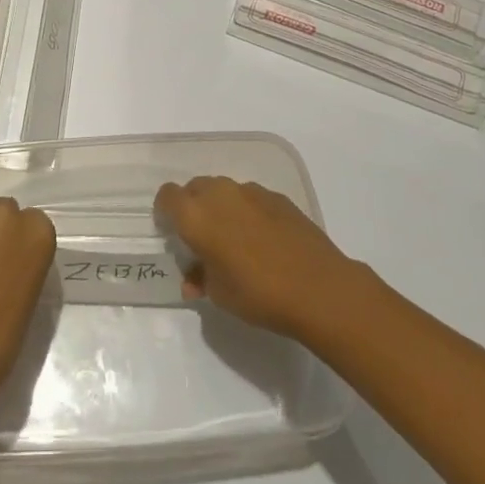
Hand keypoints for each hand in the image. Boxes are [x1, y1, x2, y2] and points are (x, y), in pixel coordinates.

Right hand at [155, 176, 360, 341]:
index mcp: (195, 215)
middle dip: (193, 208)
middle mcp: (219, 194)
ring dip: (221, 208)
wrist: (318, 288)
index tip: (172, 233)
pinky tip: (263, 239)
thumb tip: (194, 278)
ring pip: (224, 191)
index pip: (167, 196)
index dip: (165, 212)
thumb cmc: (258, 293)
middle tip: (202, 239)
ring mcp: (251, 191)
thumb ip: (200, 278)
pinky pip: (250, 198)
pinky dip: (248, 211)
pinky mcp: (277, 197)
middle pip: (195, 188)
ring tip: (234, 239)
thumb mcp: (219, 295)